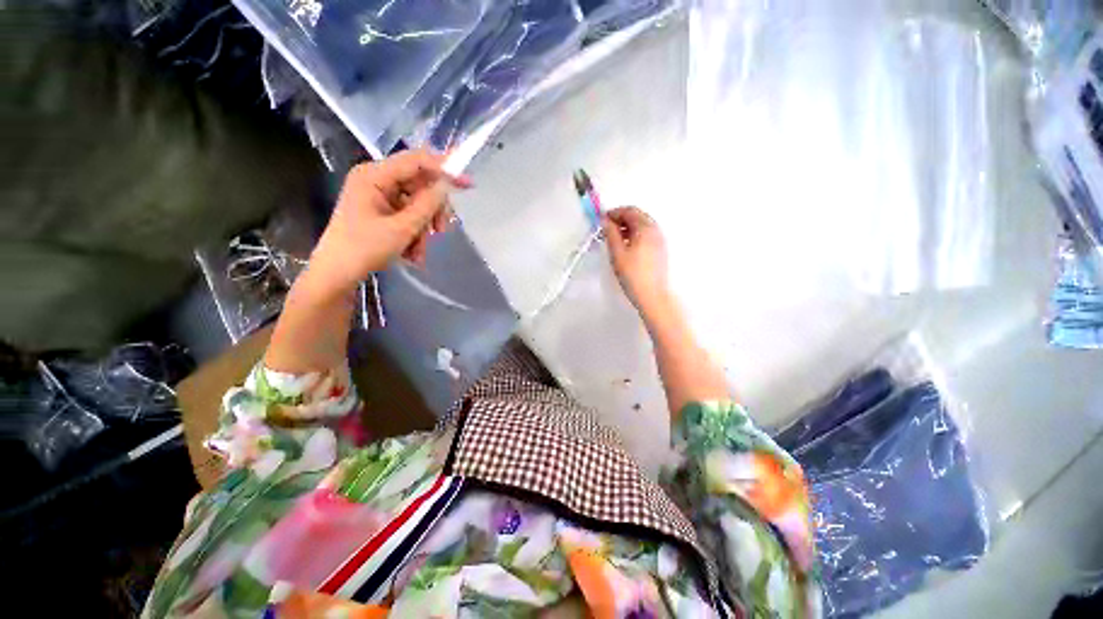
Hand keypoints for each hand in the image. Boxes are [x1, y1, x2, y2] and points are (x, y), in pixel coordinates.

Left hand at [307, 150, 469, 294]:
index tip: (467, 184)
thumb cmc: (364, 249)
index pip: (416, 161)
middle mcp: (376, 180)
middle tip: (441, 231)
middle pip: (419, 185)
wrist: (337, 274)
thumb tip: (446, 186)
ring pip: (417, 204)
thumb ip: (427, 204)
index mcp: (374, 175)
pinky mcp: (381, 211)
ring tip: (419, 252)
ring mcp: (378, 196)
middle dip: (432, 211)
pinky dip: (414, 234)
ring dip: (423, 229)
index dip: (444, 169)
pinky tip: (412, 254)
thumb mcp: (402, 228)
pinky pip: (408, 216)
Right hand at [601, 206, 670, 315]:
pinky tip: (626, 246)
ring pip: (643, 226)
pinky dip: (635, 235)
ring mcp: (660, 240)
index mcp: (646, 228)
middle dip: (622, 218)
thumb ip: (610, 233)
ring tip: (615, 238)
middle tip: (607, 228)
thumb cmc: (633, 274)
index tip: (602, 220)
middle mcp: (656, 230)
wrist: (652, 295)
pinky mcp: (660, 250)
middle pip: (638, 216)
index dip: (614, 213)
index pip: (630, 211)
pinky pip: (647, 235)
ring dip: (628, 227)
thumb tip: (605, 221)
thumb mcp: (617, 252)